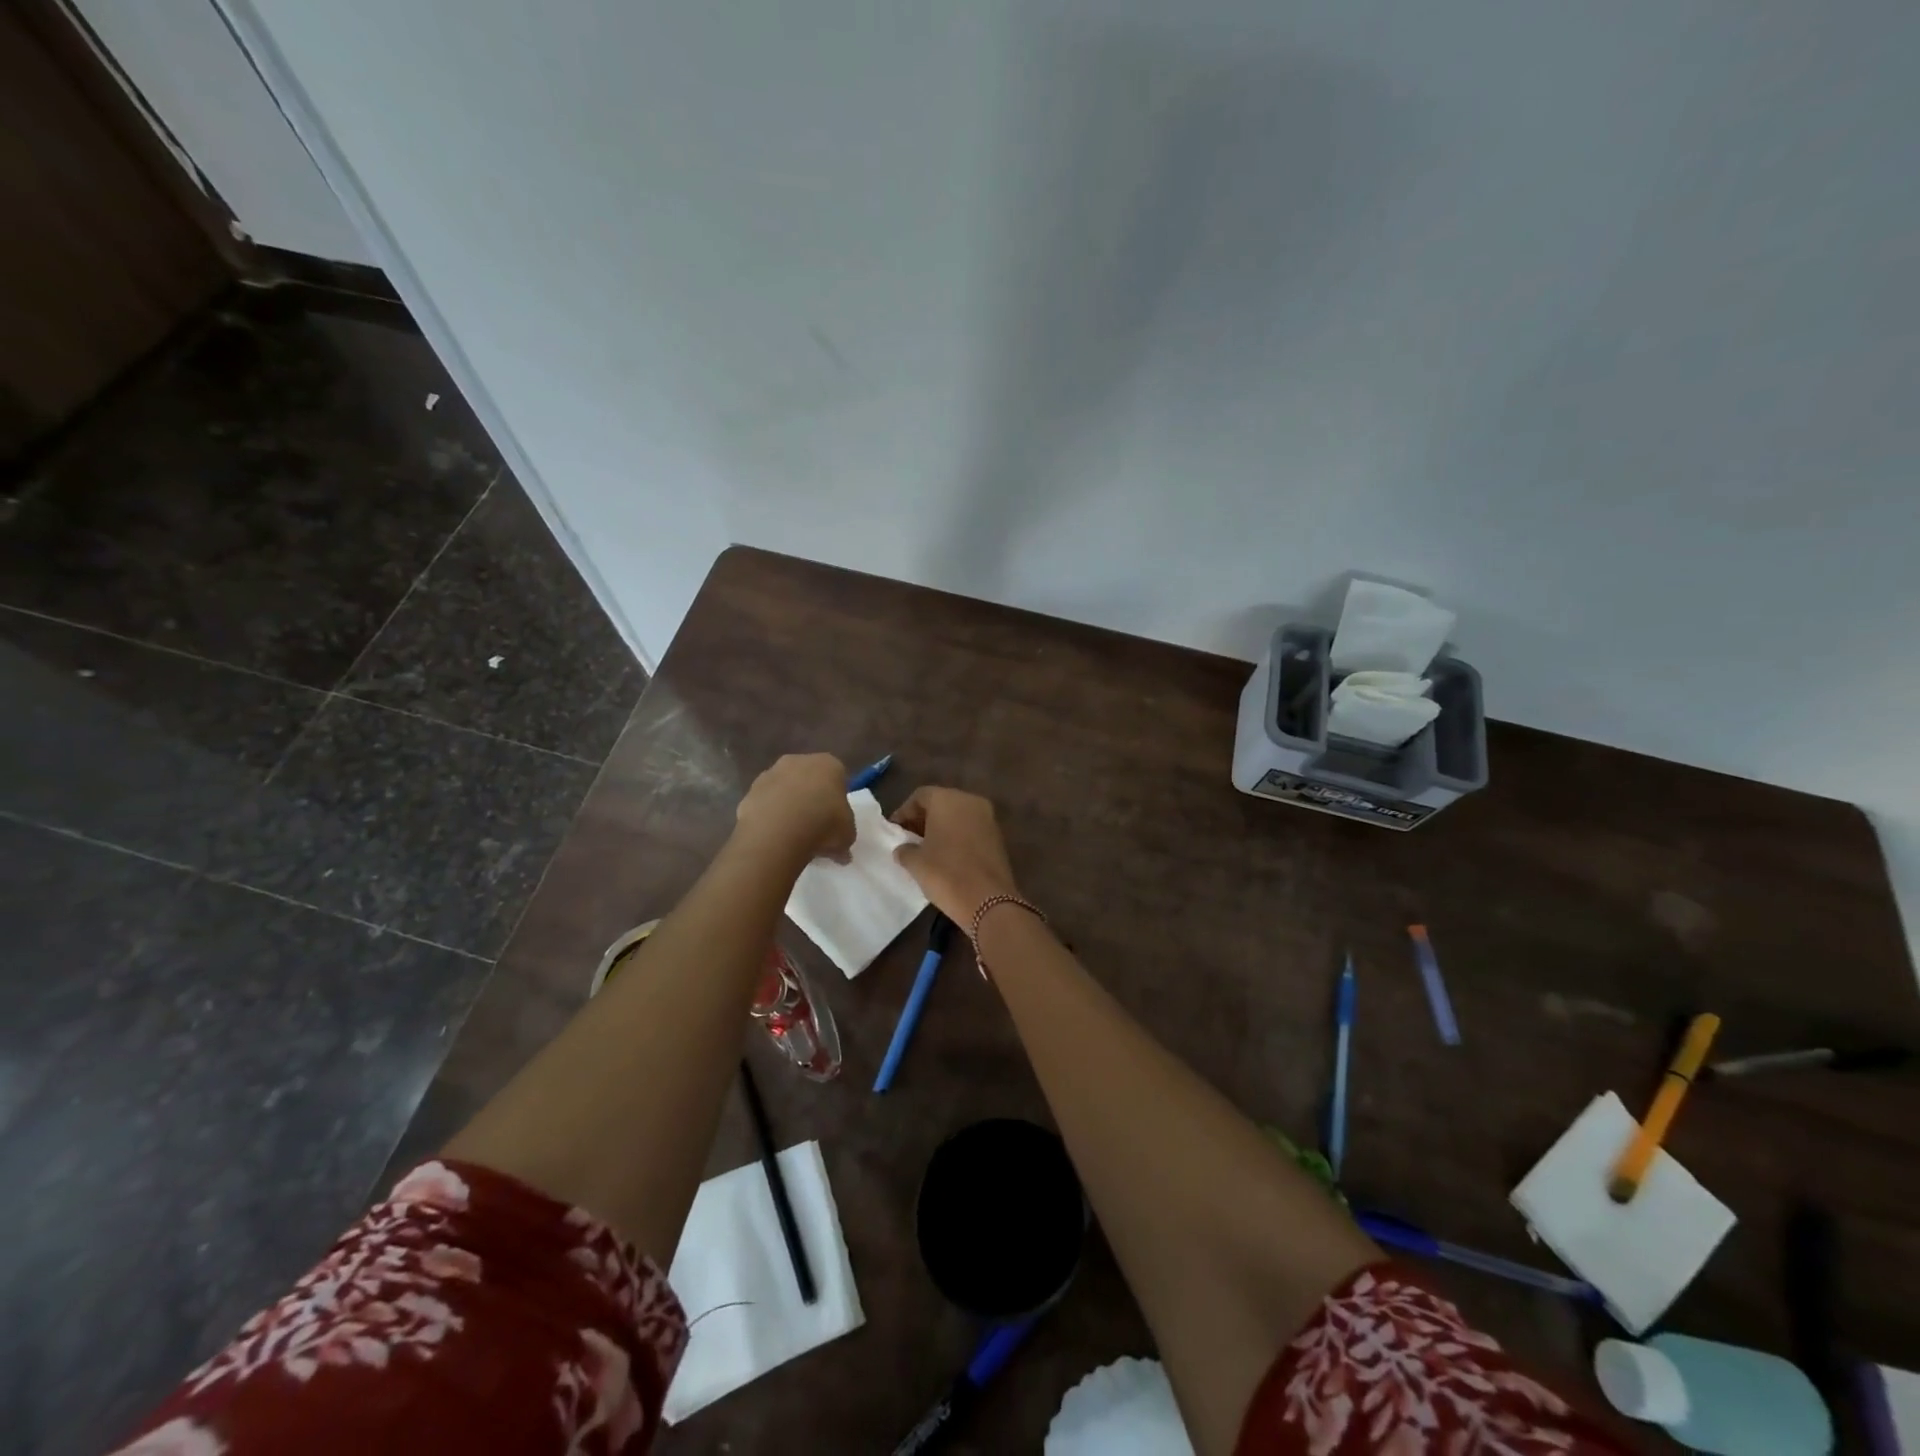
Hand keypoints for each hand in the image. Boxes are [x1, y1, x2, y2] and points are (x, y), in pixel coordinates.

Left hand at [734, 754, 854, 862]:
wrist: (778, 831)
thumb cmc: (823, 825)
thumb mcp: (847, 835)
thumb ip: (845, 836)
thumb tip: (842, 853)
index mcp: (828, 764)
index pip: (837, 775)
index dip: (836, 797)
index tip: (836, 816)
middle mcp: (798, 761)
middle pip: (808, 778)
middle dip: (810, 796)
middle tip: (814, 824)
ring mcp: (771, 774)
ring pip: (784, 788)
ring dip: (787, 804)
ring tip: (791, 834)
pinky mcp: (750, 791)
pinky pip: (765, 803)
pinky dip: (768, 815)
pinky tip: (773, 835)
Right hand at [890, 787, 1019, 924]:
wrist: (989, 902)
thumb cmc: (946, 874)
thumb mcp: (915, 863)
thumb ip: (905, 850)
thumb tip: (903, 849)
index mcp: (948, 799)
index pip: (920, 796)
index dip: (904, 812)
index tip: (895, 831)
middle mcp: (971, 801)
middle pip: (941, 803)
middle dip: (923, 819)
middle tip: (908, 839)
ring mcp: (988, 818)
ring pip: (958, 816)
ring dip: (941, 828)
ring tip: (925, 850)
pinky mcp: (998, 837)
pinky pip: (971, 829)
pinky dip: (957, 837)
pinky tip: (946, 857)